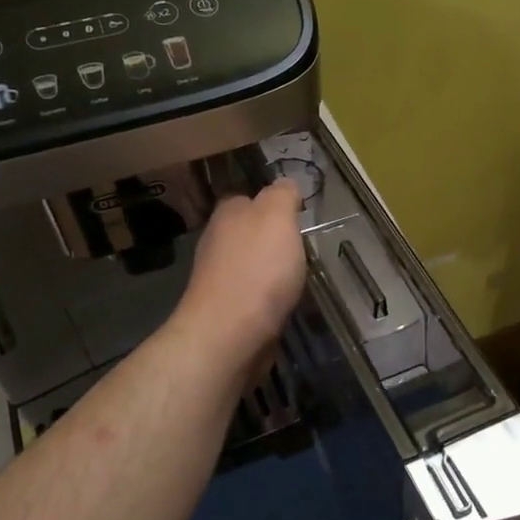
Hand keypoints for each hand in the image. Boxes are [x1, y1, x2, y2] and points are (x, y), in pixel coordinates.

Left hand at [173, 179, 305, 373]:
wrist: (230, 334)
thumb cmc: (258, 269)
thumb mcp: (277, 217)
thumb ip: (282, 195)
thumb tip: (286, 185)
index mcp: (228, 214)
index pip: (249, 198)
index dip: (274, 205)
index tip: (298, 218)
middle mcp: (217, 241)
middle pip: (249, 233)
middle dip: (273, 240)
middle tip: (302, 249)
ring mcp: (218, 278)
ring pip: (251, 265)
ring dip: (271, 271)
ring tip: (297, 279)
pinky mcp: (226, 310)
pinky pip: (252, 295)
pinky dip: (267, 298)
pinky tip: (283, 305)